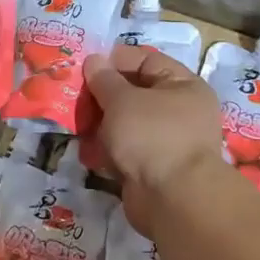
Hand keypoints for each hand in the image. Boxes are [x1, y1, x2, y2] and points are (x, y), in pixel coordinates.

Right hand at [76, 45, 229, 236]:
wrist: (173, 200)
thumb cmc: (152, 136)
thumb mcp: (122, 100)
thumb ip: (104, 79)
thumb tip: (94, 60)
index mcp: (182, 85)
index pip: (146, 60)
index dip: (115, 61)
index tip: (86, 67)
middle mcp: (180, 111)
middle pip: (134, 93)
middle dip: (103, 96)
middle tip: (76, 99)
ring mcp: (167, 142)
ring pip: (127, 123)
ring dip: (102, 125)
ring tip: (79, 126)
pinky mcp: (153, 168)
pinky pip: (126, 150)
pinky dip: (108, 150)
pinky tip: (89, 153)